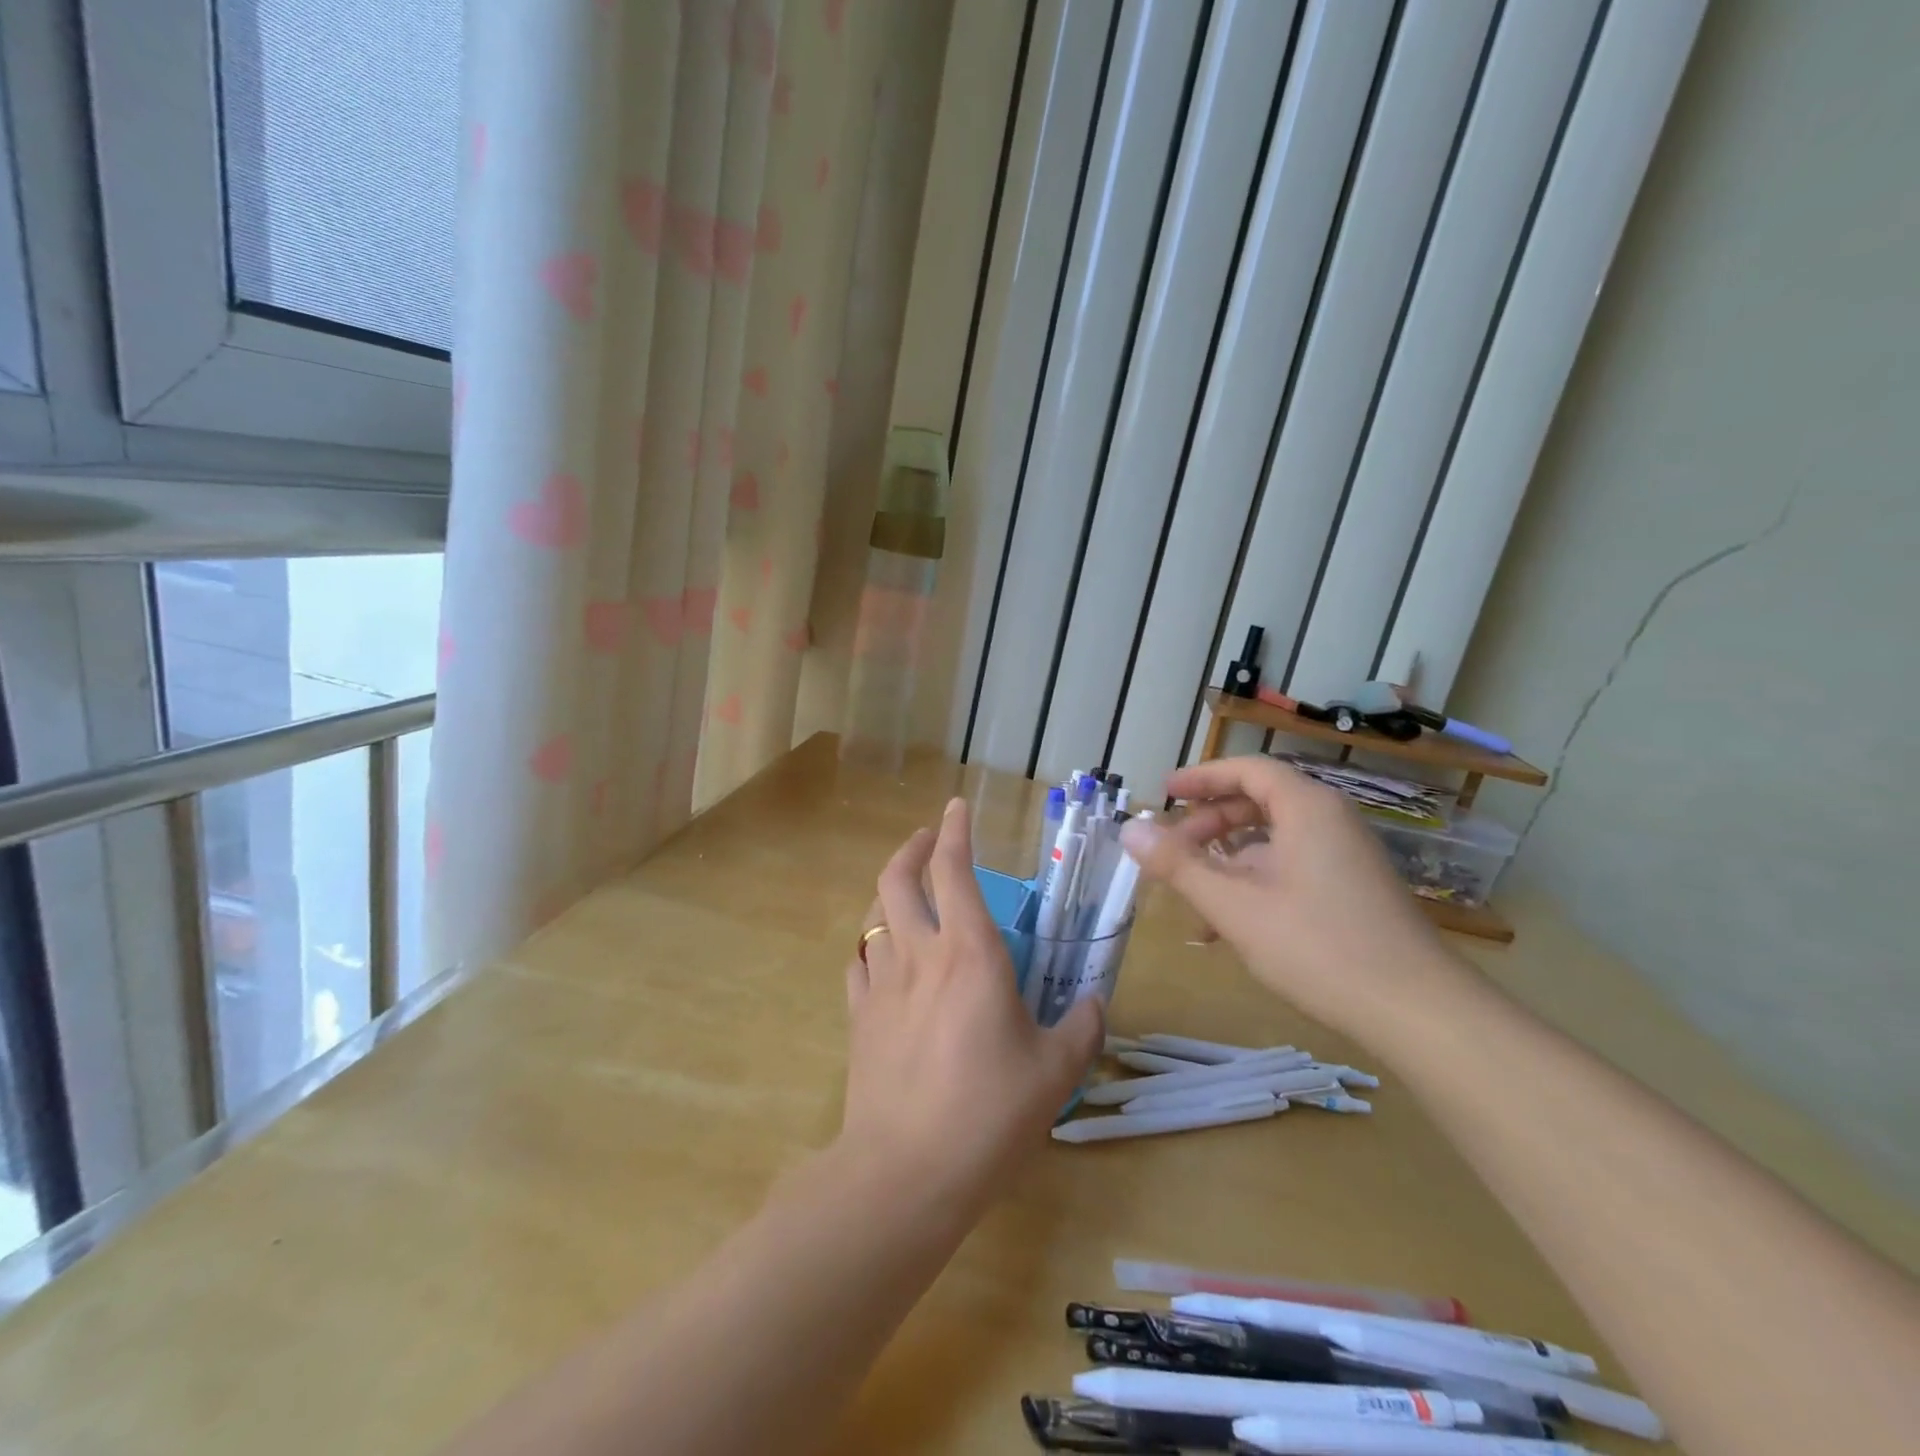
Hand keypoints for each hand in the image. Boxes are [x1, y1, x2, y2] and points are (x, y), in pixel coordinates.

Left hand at [841, 798, 1102, 1214]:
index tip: (956, 807)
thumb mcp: (1055, 1072)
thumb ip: (1081, 1028)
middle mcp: (920, 954)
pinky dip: (871, 948)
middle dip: (910, 848)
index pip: (954, 869)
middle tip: (926, 841)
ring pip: (873, 917)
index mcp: (970, 952)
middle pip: (897, 879)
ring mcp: (881, 984)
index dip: (954, 831)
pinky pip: (859, 965)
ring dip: (889, 894)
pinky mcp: (859, 1018)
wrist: (906, 1172)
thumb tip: (1094, 1003)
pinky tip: (882, 959)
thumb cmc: (989, 1113)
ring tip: (907, 896)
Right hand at [1119, 756, 1459, 1041]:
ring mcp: (1345, 857)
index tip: (1163, 792)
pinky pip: (1290, 867)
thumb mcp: (1235, 905)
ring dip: (1226, 862)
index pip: (1247, 770)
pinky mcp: (1352, 890)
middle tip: (1170, 851)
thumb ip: (1178, 865)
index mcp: (1307, 808)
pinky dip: (1254, 883)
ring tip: (1191, 897)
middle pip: (1258, 803)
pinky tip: (1228, 927)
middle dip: (1207, 825)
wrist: (1418, 1012)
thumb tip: (1129, 830)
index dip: (1201, 777)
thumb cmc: (1319, 946)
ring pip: (1272, 841)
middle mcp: (1330, 821)